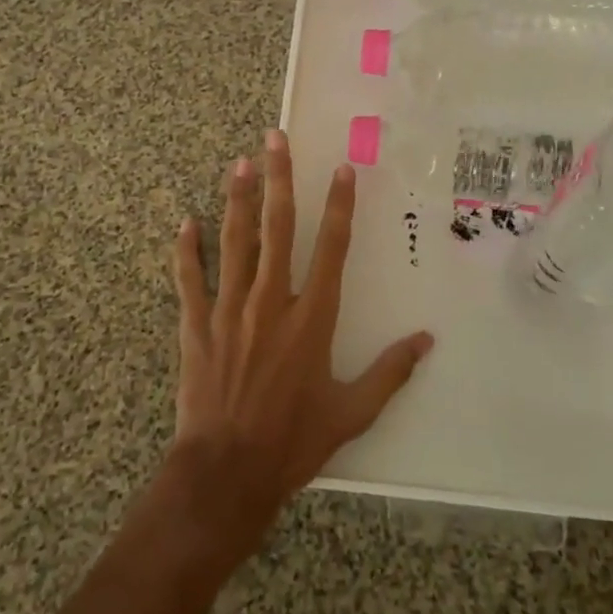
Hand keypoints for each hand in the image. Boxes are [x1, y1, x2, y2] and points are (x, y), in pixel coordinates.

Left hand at [165, 131, 433, 548]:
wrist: (227, 474)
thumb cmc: (294, 442)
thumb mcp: (352, 413)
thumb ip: (390, 372)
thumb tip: (427, 340)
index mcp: (312, 318)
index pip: (332, 248)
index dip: (339, 205)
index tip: (341, 169)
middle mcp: (272, 301)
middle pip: (278, 227)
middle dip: (280, 179)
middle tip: (275, 139)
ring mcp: (230, 309)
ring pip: (235, 241)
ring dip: (237, 199)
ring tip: (239, 163)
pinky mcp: (197, 325)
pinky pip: (190, 279)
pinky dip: (187, 250)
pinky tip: (185, 222)